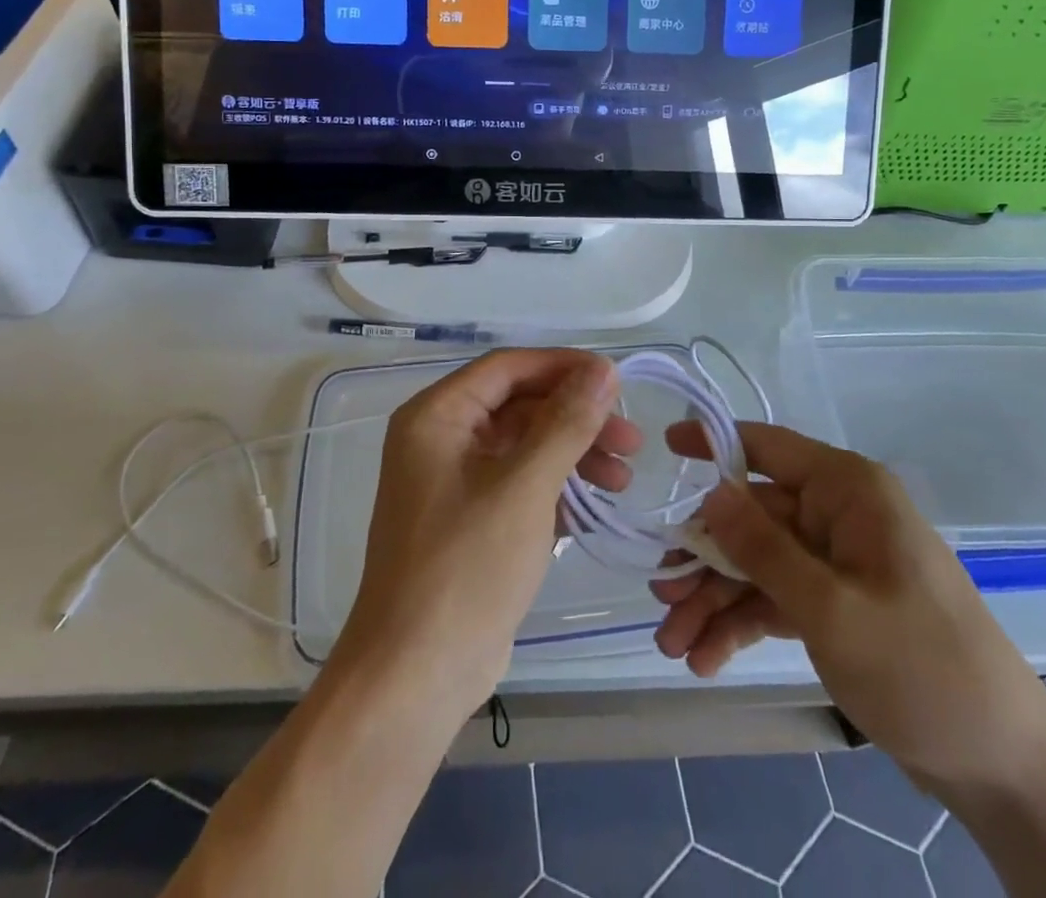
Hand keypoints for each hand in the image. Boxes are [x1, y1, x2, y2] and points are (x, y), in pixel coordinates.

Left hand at [335, 348, 634, 723]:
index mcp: (437, 416)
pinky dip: (557, 488)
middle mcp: (441, 439)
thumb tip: (604, 369)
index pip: (508, 368)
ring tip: (623, 480)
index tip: (617, 381)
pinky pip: (520, 483)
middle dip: (576, 420)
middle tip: (631, 442)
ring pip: (525, 446)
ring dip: (574, 455)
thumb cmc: (466, 567)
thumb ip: (567, 423)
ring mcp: (455, 482)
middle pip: (520, 406)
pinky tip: (596, 506)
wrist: (415, 677)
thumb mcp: (525, 486)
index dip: (564, 367)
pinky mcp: (471, 520)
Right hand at [653, 422, 1045, 793]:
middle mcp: (839, 514)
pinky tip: (706, 659)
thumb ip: (763, 548)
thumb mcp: (830, 608)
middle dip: (704, 560)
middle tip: (659, 597)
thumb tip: (709, 492)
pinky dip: (742, 623)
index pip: (766, 446)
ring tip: (673, 644)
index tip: (662, 449)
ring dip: (715, 600)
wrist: (1004, 766)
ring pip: (759, 563)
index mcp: (847, 489)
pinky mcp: (839, 603)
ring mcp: (839, 561)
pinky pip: (778, 598)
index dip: (712, 444)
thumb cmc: (920, 667)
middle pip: (752, 518)